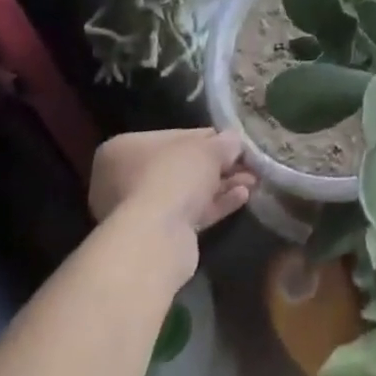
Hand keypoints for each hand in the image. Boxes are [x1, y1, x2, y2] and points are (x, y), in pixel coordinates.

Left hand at [88, 129, 256, 252]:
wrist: (156, 239)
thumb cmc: (174, 177)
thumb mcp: (207, 149)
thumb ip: (224, 143)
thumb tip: (234, 142)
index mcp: (125, 149)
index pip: (173, 137)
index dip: (208, 139)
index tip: (233, 144)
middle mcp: (123, 179)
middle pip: (181, 166)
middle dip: (218, 167)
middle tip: (247, 165)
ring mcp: (136, 211)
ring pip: (186, 192)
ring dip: (220, 186)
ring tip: (252, 182)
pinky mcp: (153, 237)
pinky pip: (187, 214)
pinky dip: (214, 206)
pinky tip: (242, 198)